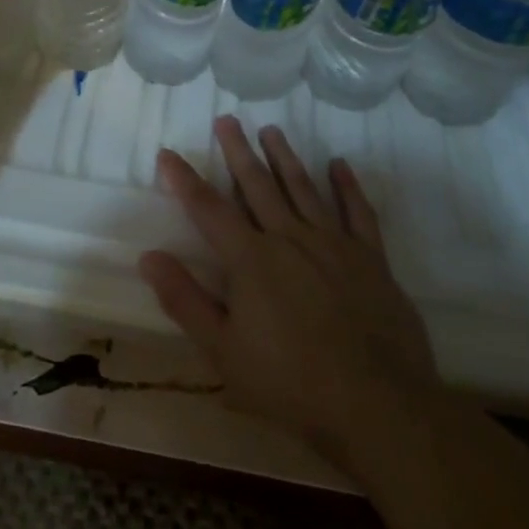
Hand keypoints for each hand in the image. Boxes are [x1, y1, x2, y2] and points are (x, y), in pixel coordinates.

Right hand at [139, 116, 439, 466]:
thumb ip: (185, 301)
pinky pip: (358, 212)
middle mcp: (290, 238)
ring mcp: (334, 244)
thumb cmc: (291, 384)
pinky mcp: (371, 259)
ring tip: (271, 130)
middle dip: (238, 151)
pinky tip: (339, 165)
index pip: (208, 208)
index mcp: (251, 259)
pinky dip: (347, 185)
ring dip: (284, 157)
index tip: (168, 153)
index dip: (185, 180)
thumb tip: (148, 257)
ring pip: (303, 188)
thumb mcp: (224, 352)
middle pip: (257, 184)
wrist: (379, 408)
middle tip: (227, 120)